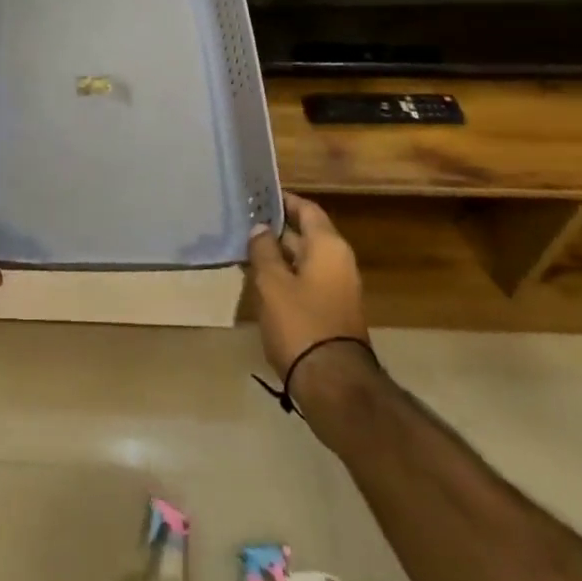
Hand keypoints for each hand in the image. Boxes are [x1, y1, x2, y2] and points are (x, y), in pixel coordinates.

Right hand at [247, 192, 367, 376]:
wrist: (334, 385)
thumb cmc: (301, 323)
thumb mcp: (272, 283)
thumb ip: (263, 250)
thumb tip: (260, 228)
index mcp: (328, 247)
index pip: (306, 209)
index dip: (283, 200)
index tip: (257, 196)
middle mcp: (338, 262)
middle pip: (305, 234)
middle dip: (275, 230)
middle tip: (243, 224)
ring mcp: (338, 289)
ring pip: (304, 261)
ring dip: (278, 256)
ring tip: (244, 250)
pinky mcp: (332, 313)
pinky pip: (306, 282)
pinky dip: (286, 277)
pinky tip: (259, 282)